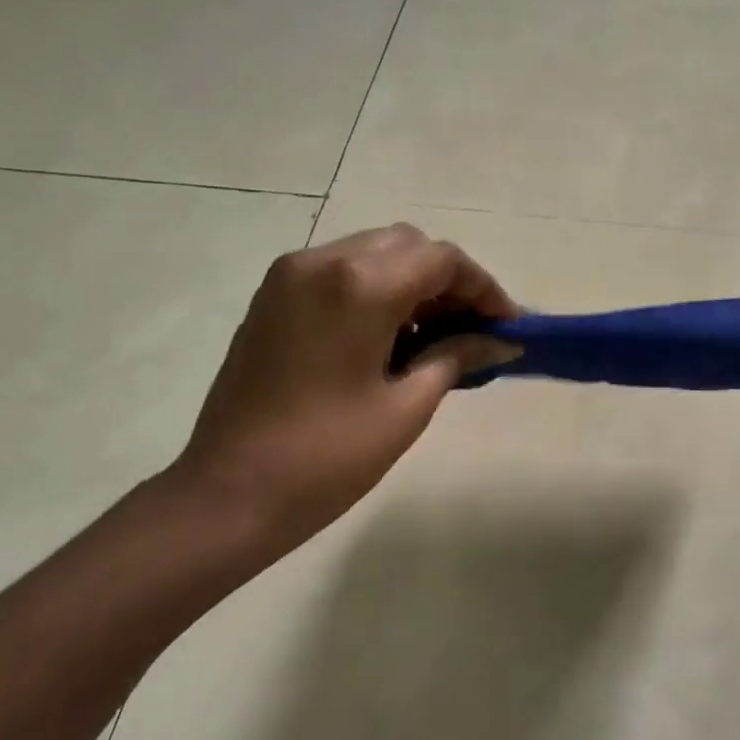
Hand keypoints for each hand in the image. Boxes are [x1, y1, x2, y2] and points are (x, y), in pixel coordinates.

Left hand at [166, 225, 519, 559]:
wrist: (230, 494)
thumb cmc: (327, 457)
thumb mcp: (406, 408)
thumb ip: (456, 358)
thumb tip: (500, 341)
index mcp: (357, 286)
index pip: (441, 260)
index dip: (484, 288)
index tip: (509, 326)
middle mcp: (321, 262)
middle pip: (407, 246)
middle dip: (450, 280)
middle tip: (475, 329)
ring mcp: (289, 277)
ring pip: (372, 254)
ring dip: (413, 283)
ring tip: (439, 335)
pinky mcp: (273, 299)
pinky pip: (340, 273)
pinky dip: (376, 290)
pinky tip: (393, 337)